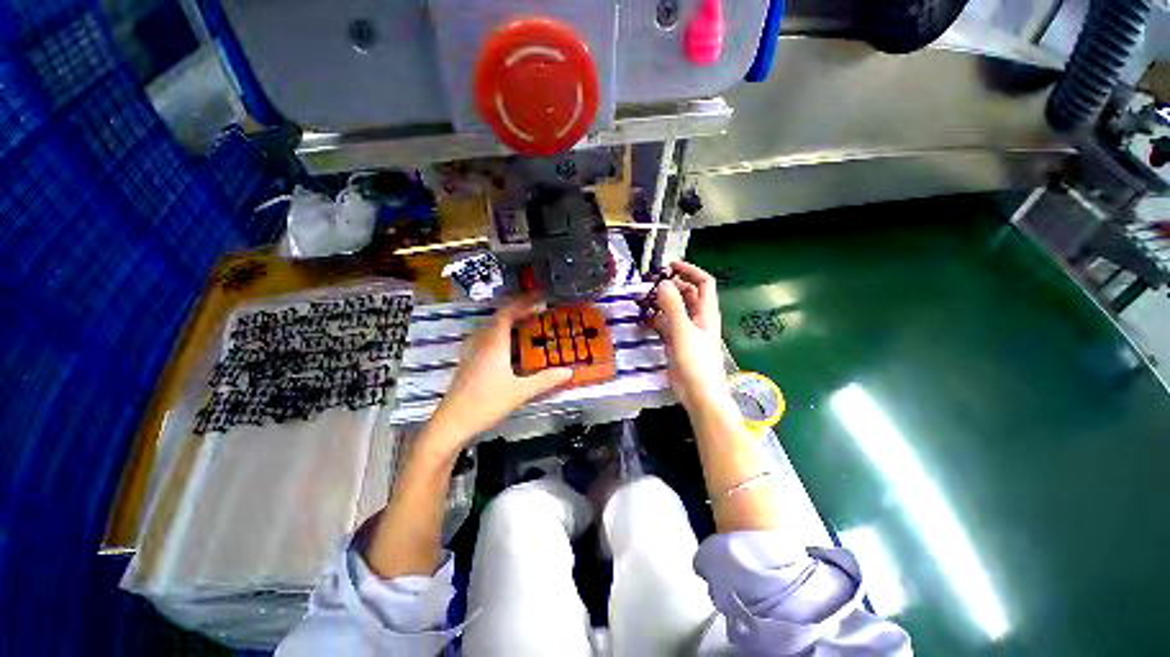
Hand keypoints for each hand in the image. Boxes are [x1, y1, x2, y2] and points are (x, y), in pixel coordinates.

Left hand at [421, 295, 572, 456]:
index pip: (507, 313)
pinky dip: (501, 333)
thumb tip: (569, 371)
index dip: (523, 302)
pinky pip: (487, 337)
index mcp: (493, 344)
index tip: (539, 298)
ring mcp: (472, 351)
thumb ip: (545, 380)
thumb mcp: (520, 392)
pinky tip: (508, 345)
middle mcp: (481, 342)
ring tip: (526, 323)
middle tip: (537, 309)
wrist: (451, 423)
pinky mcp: (469, 361)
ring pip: (491, 327)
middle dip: (518, 310)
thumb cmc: (486, 404)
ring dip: (509, 321)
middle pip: (498, 317)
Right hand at [650, 261, 731, 410]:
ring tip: (643, 300)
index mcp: (706, 312)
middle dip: (671, 286)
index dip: (690, 270)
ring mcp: (687, 331)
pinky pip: (666, 324)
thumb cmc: (696, 362)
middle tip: (651, 283)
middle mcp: (698, 318)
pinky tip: (644, 320)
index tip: (670, 265)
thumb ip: (673, 306)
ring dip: (661, 303)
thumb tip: (663, 282)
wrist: (699, 394)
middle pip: (688, 294)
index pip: (703, 282)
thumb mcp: (682, 331)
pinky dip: (656, 320)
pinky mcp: (677, 342)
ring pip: (675, 309)